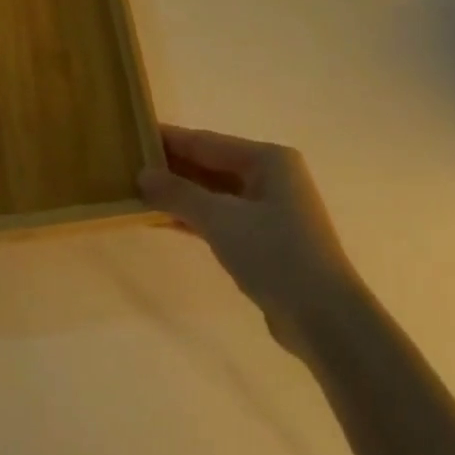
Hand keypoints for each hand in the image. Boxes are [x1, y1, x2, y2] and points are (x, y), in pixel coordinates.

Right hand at [140, 126, 363, 347]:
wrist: (325, 320)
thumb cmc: (275, 254)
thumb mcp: (221, 219)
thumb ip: (179, 194)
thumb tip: (142, 174)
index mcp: (267, 159)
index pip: (207, 142)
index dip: (170, 139)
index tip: (135, 134)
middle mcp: (271, 177)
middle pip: (211, 165)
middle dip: (173, 168)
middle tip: (129, 165)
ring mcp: (270, 210)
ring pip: (215, 193)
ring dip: (180, 195)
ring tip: (138, 192)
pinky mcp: (266, 240)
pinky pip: (221, 217)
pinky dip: (194, 218)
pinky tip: (163, 220)